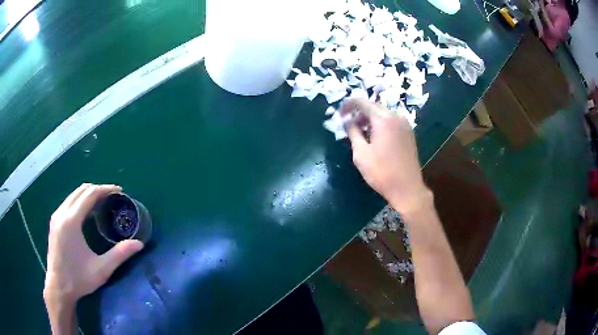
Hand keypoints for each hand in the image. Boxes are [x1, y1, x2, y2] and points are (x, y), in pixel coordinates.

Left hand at [44, 184, 143, 304]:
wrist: (58, 286)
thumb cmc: (79, 279)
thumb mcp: (101, 269)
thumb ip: (120, 254)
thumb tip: (139, 244)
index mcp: (72, 221)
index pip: (90, 194)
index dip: (106, 189)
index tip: (120, 191)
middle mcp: (62, 213)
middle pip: (81, 190)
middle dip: (98, 189)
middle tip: (112, 197)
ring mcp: (56, 216)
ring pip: (73, 194)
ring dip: (88, 194)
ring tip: (102, 203)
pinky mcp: (54, 221)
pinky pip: (68, 202)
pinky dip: (80, 201)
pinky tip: (87, 213)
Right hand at [343, 99, 429, 213]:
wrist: (407, 188)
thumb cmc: (382, 172)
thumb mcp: (361, 153)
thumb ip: (352, 132)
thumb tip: (347, 121)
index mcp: (383, 119)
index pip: (362, 102)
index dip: (348, 105)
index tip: (340, 115)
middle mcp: (396, 116)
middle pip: (374, 106)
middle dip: (360, 113)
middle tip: (349, 126)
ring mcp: (405, 124)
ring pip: (383, 114)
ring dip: (370, 119)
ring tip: (361, 134)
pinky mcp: (409, 133)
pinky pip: (392, 122)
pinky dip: (381, 125)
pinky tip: (376, 139)